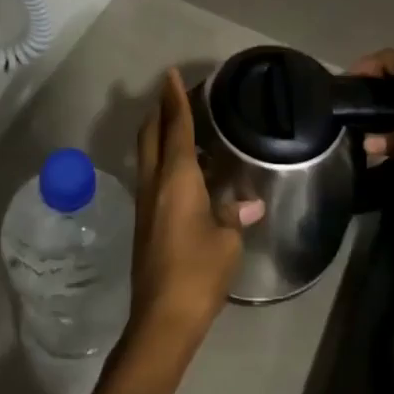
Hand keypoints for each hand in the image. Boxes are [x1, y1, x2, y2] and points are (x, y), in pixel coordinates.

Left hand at [129, 69, 264, 350]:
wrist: (161, 318)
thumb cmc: (198, 272)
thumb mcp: (227, 241)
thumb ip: (234, 213)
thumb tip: (248, 201)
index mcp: (176, 178)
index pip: (176, 127)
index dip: (175, 99)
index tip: (171, 75)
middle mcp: (155, 182)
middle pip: (151, 134)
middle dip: (159, 110)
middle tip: (172, 93)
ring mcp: (145, 202)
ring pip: (147, 154)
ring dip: (158, 133)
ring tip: (179, 125)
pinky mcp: (144, 220)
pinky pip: (151, 174)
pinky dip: (162, 158)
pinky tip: (182, 169)